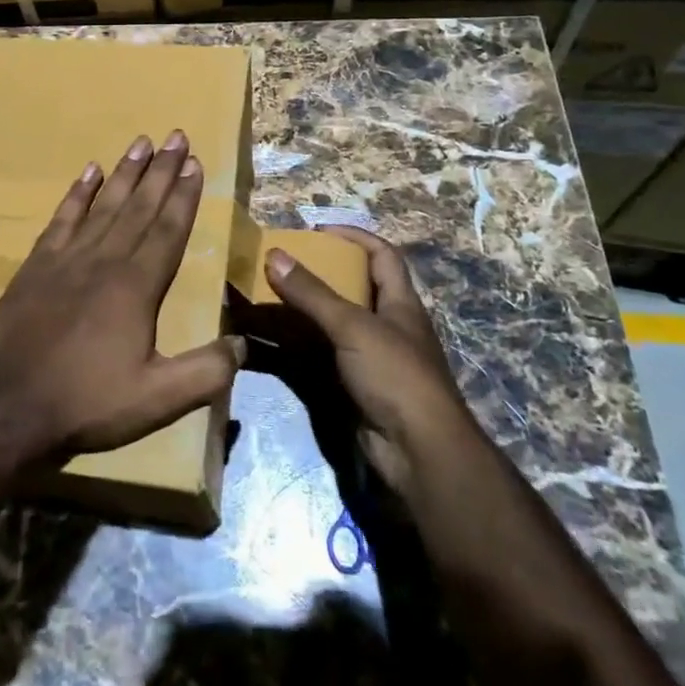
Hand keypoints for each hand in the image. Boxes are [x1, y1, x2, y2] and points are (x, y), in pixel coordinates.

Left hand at [0, 131, 244, 463]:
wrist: (10, 405)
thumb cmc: (88, 402)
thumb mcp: (157, 400)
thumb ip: (205, 373)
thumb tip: (243, 345)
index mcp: (137, 287)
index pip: (167, 229)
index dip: (183, 195)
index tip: (194, 162)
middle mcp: (105, 260)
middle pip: (139, 206)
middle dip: (162, 170)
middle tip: (176, 136)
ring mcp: (67, 257)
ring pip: (104, 204)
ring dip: (125, 172)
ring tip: (142, 142)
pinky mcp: (37, 264)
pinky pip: (62, 218)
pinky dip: (77, 193)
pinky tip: (89, 172)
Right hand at [265, 226, 468, 493]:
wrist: (419, 455)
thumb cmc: (395, 376)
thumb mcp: (352, 326)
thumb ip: (312, 293)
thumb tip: (274, 254)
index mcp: (400, 304)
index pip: (382, 255)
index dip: (354, 236)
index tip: (317, 230)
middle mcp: (388, 327)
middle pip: (353, 289)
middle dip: (318, 274)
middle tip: (281, 265)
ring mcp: (371, 360)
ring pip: (331, 325)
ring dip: (301, 312)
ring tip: (265, 298)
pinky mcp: (354, 388)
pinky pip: (320, 357)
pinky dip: (296, 347)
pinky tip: (269, 342)